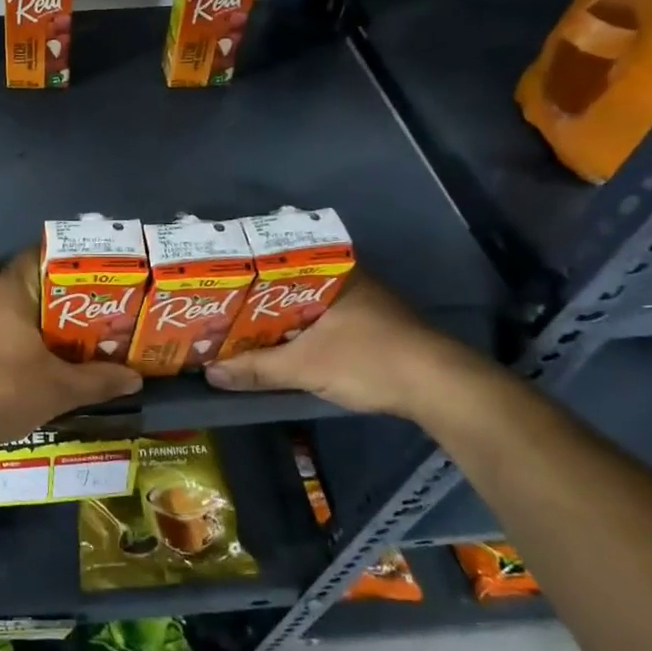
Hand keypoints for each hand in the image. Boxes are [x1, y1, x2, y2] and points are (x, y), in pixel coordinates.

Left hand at [0, 251, 140, 449]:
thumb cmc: (4, 392)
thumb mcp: (59, 389)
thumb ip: (98, 380)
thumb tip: (135, 378)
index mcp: (7, 291)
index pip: (35, 257)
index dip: (59, 262)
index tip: (80, 276)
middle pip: (7, 274)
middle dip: (32, 284)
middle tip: (60, 302)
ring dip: (0, 298)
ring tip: (25, 313)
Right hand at [203, 273, 477, 417]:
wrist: (441, 388)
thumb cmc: (369, 360)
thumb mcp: (304, 366)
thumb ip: (256, 368)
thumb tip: (209, 374)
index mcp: (332, 272)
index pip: (276, 261)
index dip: (244, 275)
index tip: (216, 286)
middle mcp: (348, 279)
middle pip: (288, 285)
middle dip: (256, 301)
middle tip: (219, 311)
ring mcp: (363, 303)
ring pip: (307, 305)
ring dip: (278, 320)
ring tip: (240, 329)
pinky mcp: (373, 328)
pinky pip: (322, 322)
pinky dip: (300, 332)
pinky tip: (280, 346)